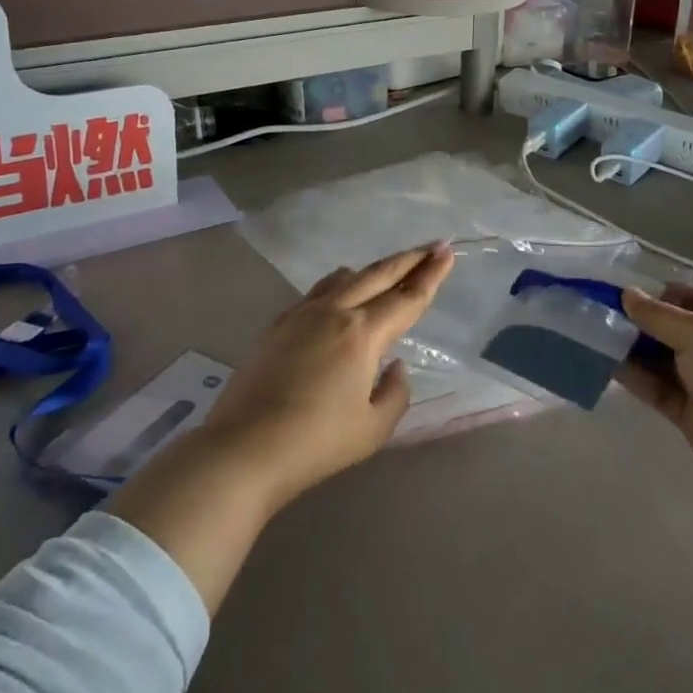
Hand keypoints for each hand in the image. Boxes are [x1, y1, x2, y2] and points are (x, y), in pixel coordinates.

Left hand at [203, 244, 453, 509]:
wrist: (244, 447)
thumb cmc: (316, 442)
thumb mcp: (373, 428)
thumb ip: (395, 392)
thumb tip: (394, 365)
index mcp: (363, 333)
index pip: (407, 297)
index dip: (431, 274)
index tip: (447, 251)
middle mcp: (334, 312)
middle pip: (378, 275)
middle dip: (408, 259)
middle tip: (431, 245)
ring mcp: (301, 314)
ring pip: (344, 278)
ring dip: (371, 271)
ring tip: (386, 271)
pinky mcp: (277, 324)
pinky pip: (316, 292)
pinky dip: (338, 286)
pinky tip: (338, 296)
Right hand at [615, 284, 692, 501]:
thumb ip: (658, 315)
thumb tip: (626, 294)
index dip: (663, 295)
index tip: (627, 297)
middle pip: (675, 329)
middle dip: (642, 323)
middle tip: (603, 318)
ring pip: (663, 359)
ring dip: (634, 350)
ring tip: (597, 339)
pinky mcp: (691, 413)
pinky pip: (658, 388)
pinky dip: (636, 378)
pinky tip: (607, 366)